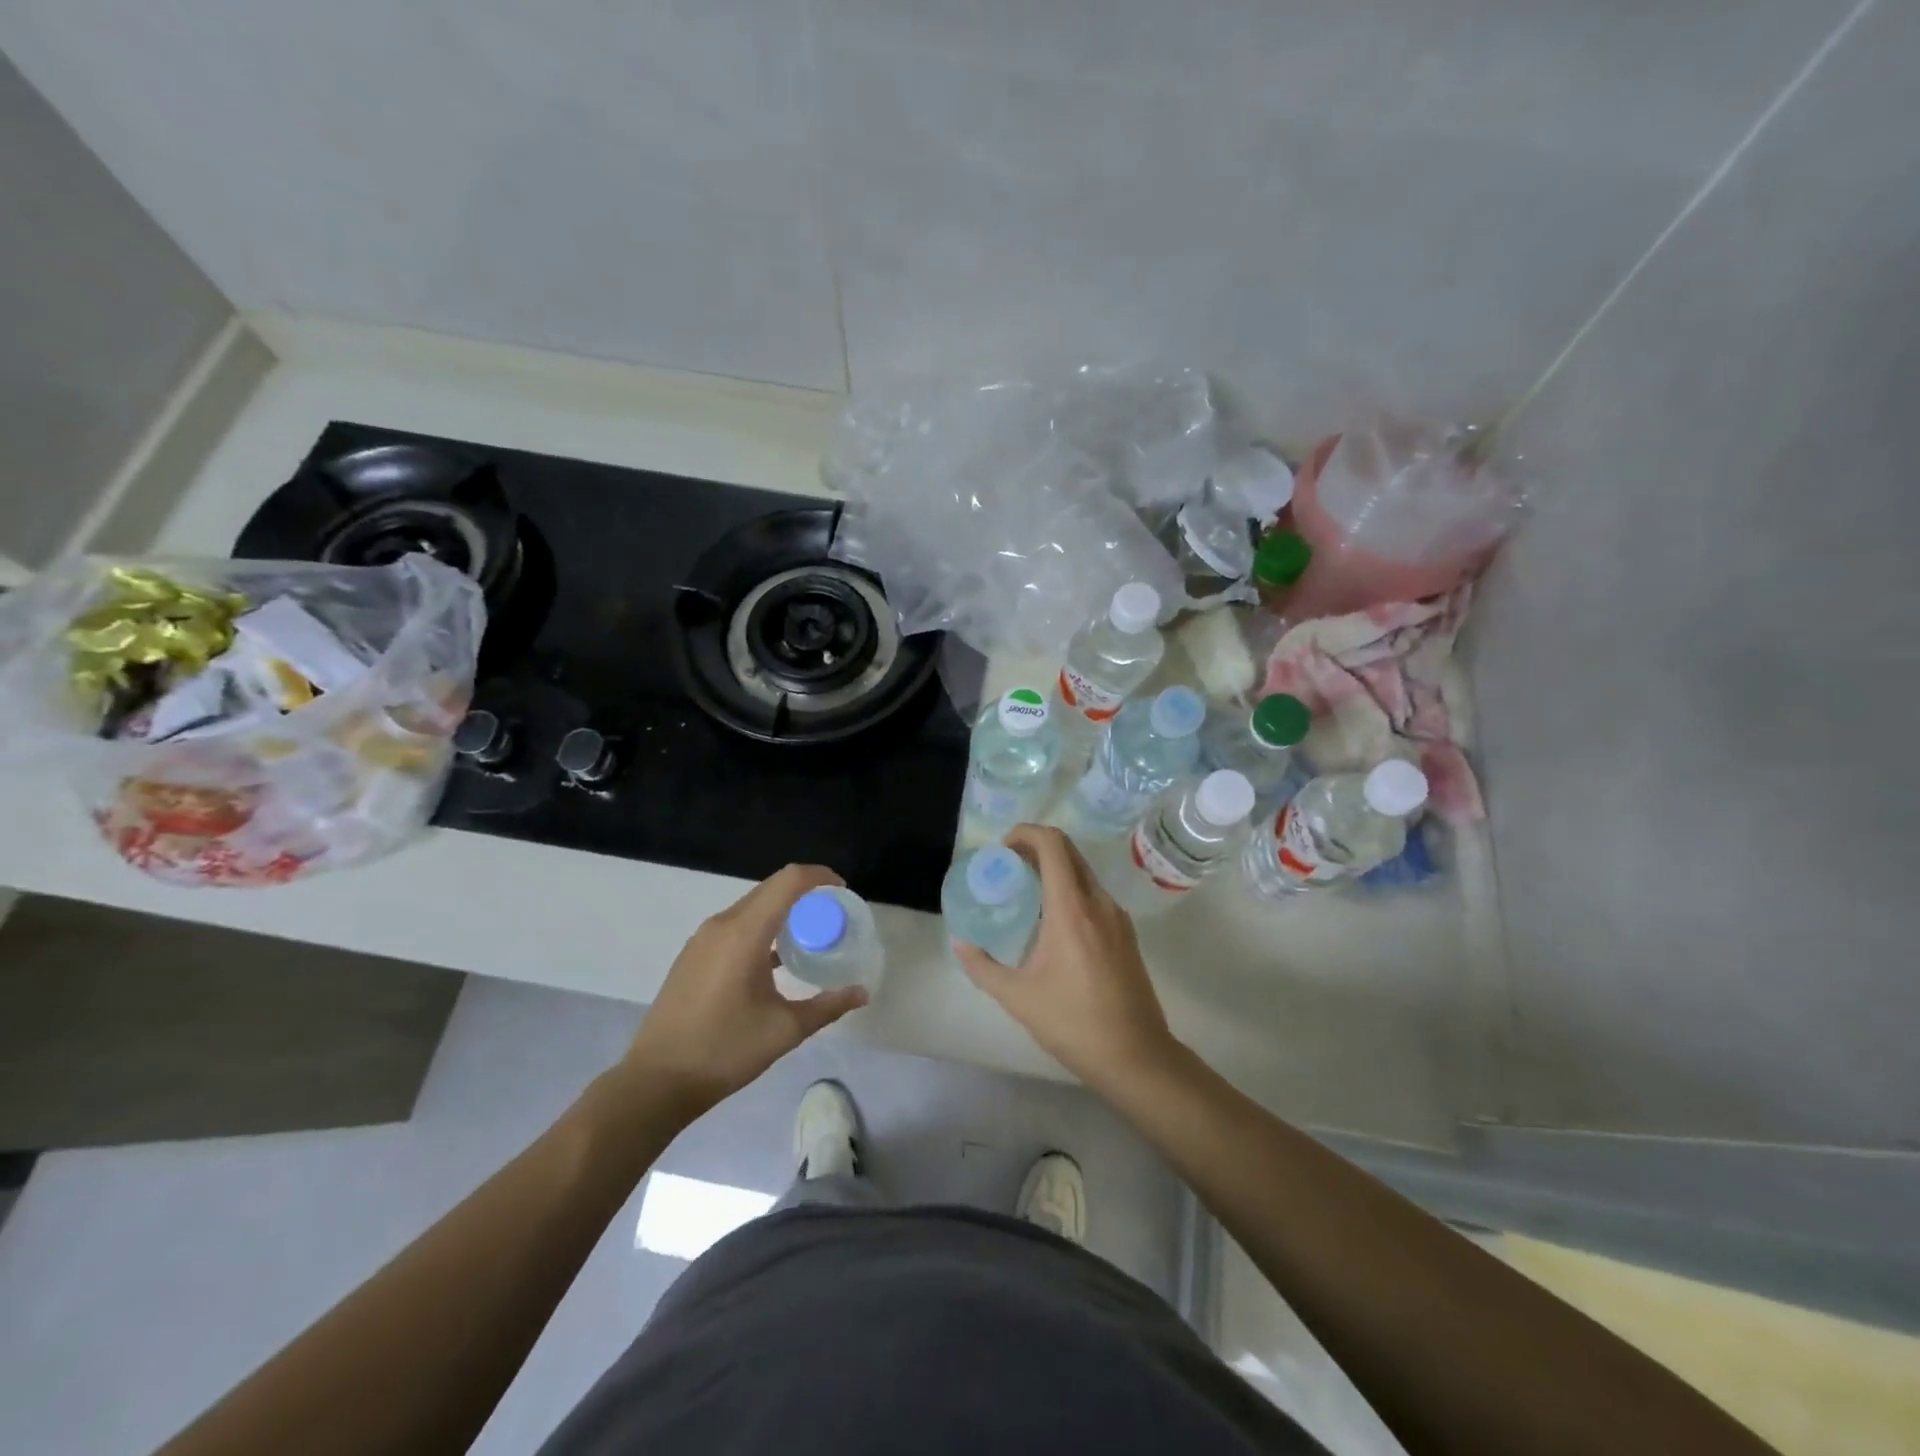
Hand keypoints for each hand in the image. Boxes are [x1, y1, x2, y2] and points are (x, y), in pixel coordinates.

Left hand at [621, 865, 867, 1116]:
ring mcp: (703, 939)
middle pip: (770, 888)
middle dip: (804, 893)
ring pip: (751, 906)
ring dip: (781, 911)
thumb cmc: (724, 1050)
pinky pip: (735, 924)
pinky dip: (761, 927)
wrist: (656, 1081)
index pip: (788, 880)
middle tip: (831, 916)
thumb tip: (861, 993)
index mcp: (745, 932)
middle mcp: (722, 925)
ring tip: (807, 936)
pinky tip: (774, 959)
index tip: (842, 892)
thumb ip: (827, 1006)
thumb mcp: (784, 1030)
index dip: (820, 876)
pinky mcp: (693, 955)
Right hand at [952, 825, 1180, 1092]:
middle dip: (1036, 847)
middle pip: (1069, 851)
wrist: (1136, 1056)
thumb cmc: (1073, 1023)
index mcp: (1072, 909)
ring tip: (1025, 893)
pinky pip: (1094, 894)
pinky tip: (1052, 921)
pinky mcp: (1126, 933)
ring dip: (1054, 869)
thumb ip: (982, 967)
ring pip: (1083, 872)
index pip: (1053, 845)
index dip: (1026, 833)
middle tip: (1007, 866)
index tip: (1003, 848)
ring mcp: (1117, 917)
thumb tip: (959, 944)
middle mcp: (1098, 902)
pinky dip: (1070, 890)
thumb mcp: (1018, 997)